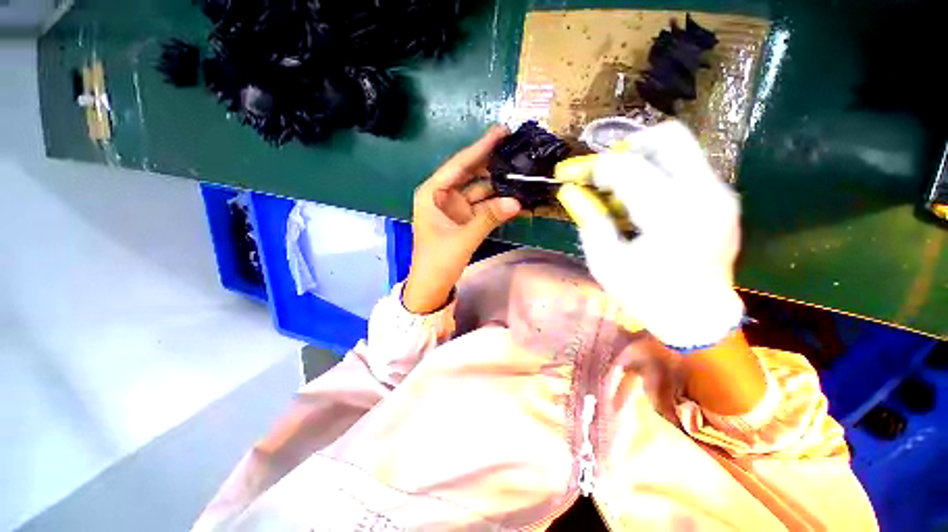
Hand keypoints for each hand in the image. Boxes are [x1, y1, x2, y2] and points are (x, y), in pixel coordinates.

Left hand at [403, 126, 521, 313]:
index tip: (501, 131)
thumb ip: (489, 218)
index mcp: (432, 193)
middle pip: (470, 173)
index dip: (480, 147)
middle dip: (491, 162)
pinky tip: (514, 196)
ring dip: (497, 184)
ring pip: (479, 190)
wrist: (432, 286)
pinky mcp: (464, 219)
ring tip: (520, 171)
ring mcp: (455, 208)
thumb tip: (517, 201)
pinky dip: (496, 203)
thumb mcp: (463, 238)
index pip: (459, 164)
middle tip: (516, 148)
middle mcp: (443, 195)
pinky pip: (482, 206)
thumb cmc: (437, 261)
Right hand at [569, 121, 744, 348]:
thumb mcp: (606, 262)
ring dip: (642, 160)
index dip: (592, 167)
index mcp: (671, 216)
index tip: (570, 174)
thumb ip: (590, 220)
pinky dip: (658, 173)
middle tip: (604, 170)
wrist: (699, 317)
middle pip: (668, 137)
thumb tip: (571, 191)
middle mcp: (704, 194)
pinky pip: (687, 167)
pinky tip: (641, 201)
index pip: (627, 168)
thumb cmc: (647, 295)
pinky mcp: (723, 198)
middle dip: (627, 146)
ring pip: (680, 148)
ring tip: (619, 189)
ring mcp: (720, 193)